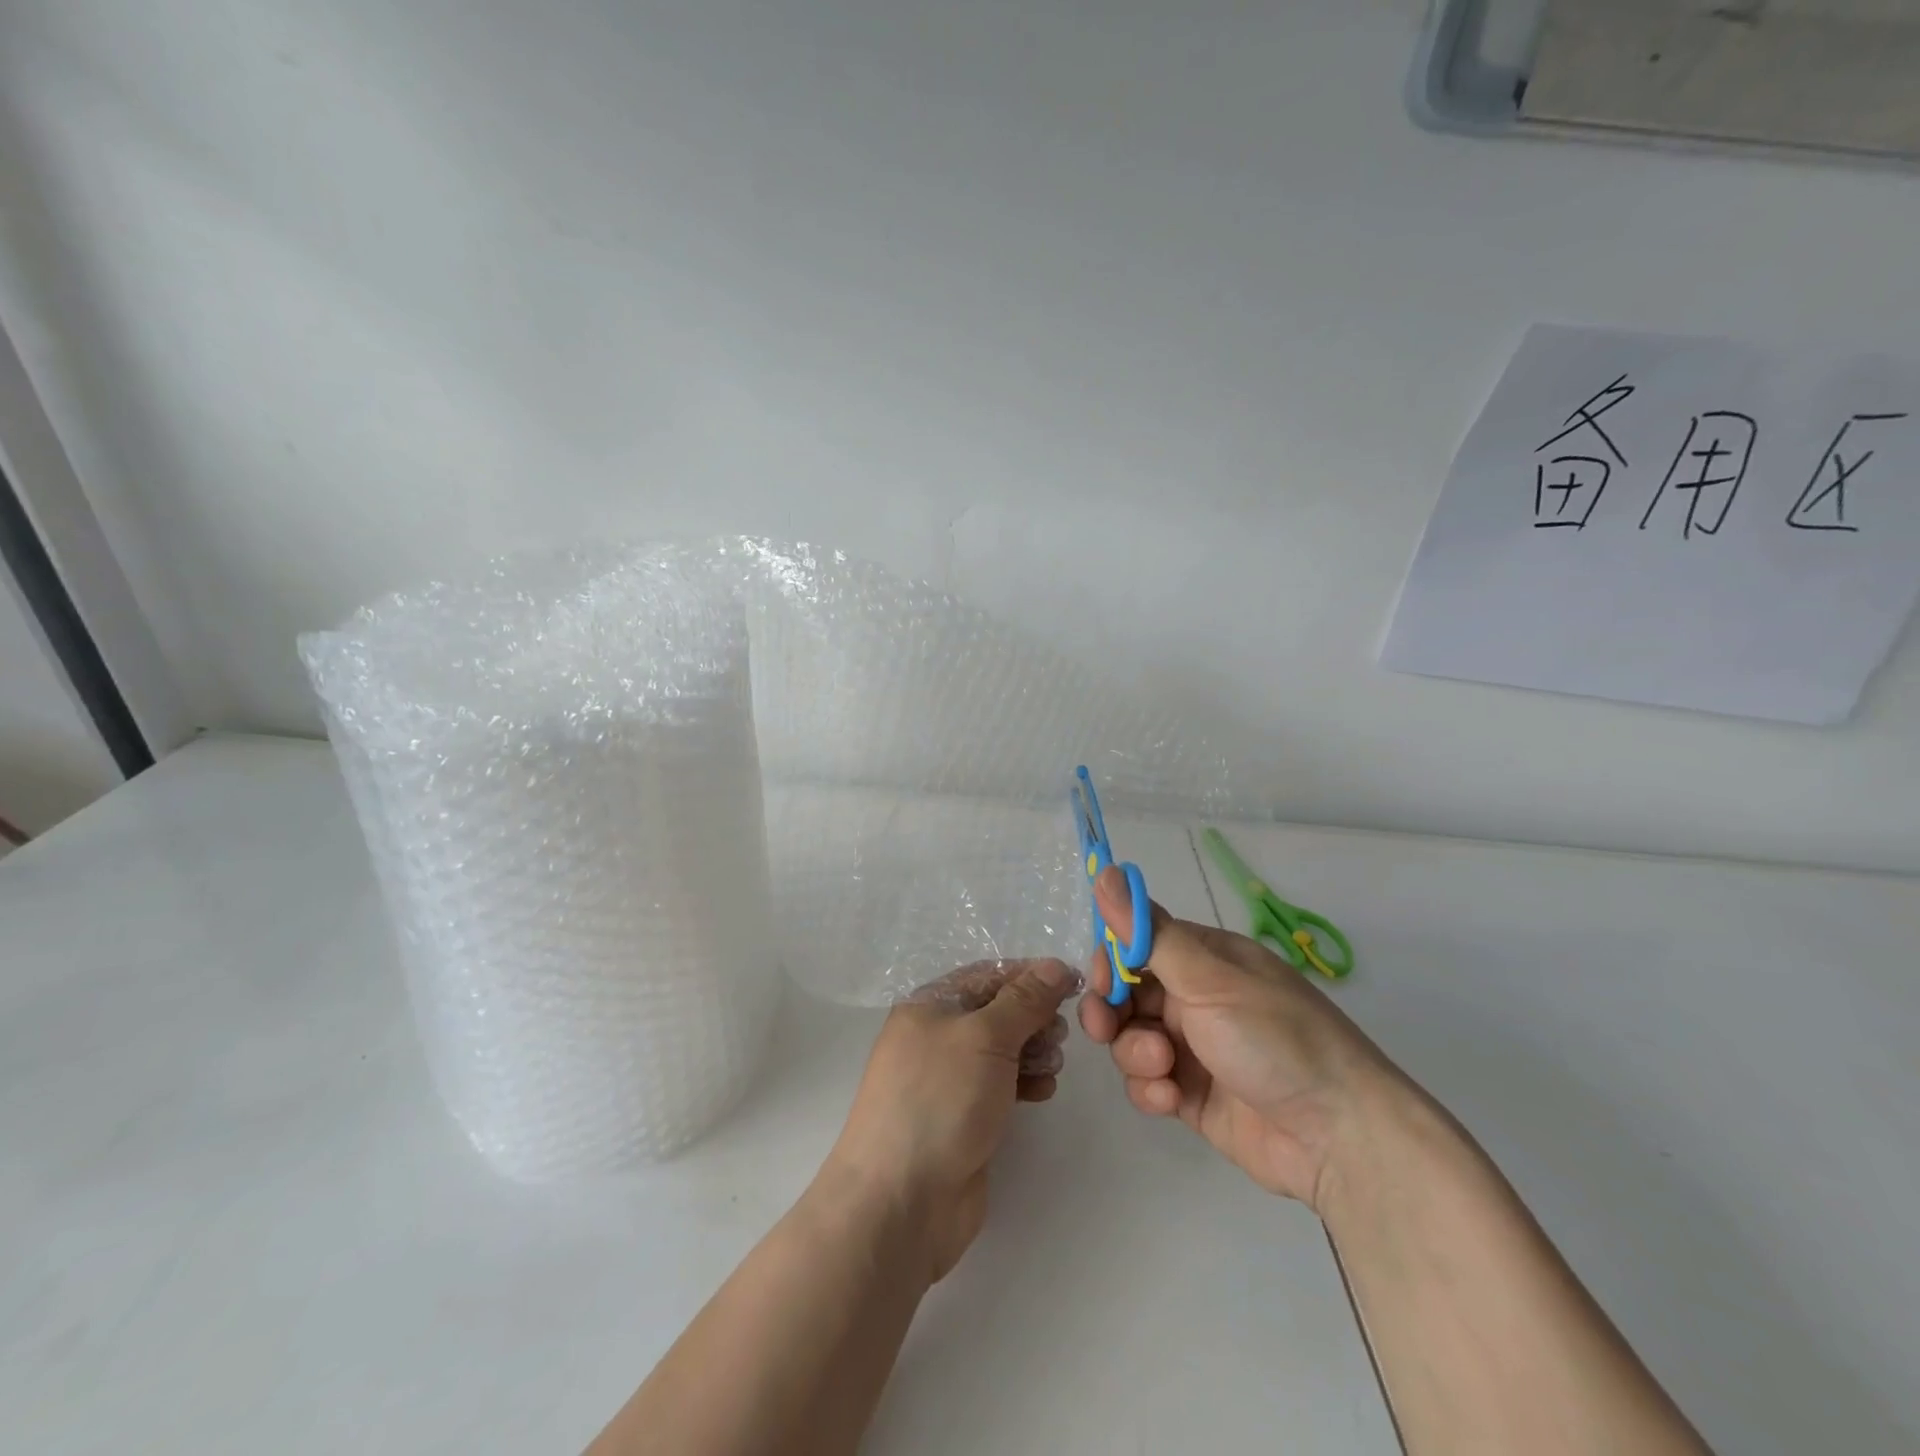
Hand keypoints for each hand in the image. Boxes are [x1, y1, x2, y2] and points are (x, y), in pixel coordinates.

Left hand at [825, 959, 1074, 1282]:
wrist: (901, 1200)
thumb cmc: (939, 1100)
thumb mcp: (985, 1037)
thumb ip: (1024, 1000)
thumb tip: (1055, 966)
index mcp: (929, 1005)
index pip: (988, 975)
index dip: (1030, 976)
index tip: (1073, 984)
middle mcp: (935, 1035)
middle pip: (996, 1011)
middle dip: (1033, 1016)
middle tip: (1060, 1033)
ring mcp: (948, 1079)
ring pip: (1002, 1048)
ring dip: (1033, 1049)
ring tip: (1053, 1063)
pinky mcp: (962, 1116)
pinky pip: (1000, 1084)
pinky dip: (1024, 1081)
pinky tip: (1043, 1090)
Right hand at [1078, 866, 1404, 1211]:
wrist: (1339, 1138)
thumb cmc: (1276, 1039)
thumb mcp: (1210, 980)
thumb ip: (1149, 933)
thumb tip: (1108, 871)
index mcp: (1205, 959)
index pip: (1138, 943)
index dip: (1111, 958)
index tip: (1100, 979)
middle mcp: (1196, 997)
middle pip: (1126, 993)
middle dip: (1110, 1009)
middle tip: (1105, 1026)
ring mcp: (1193, 1048)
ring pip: (1131, 1038)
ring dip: (1134, 1052)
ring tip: (1163, 1068)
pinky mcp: (1191, 1095)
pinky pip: (1147, 1081)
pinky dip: (1150, 1089)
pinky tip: (1171, 1100)